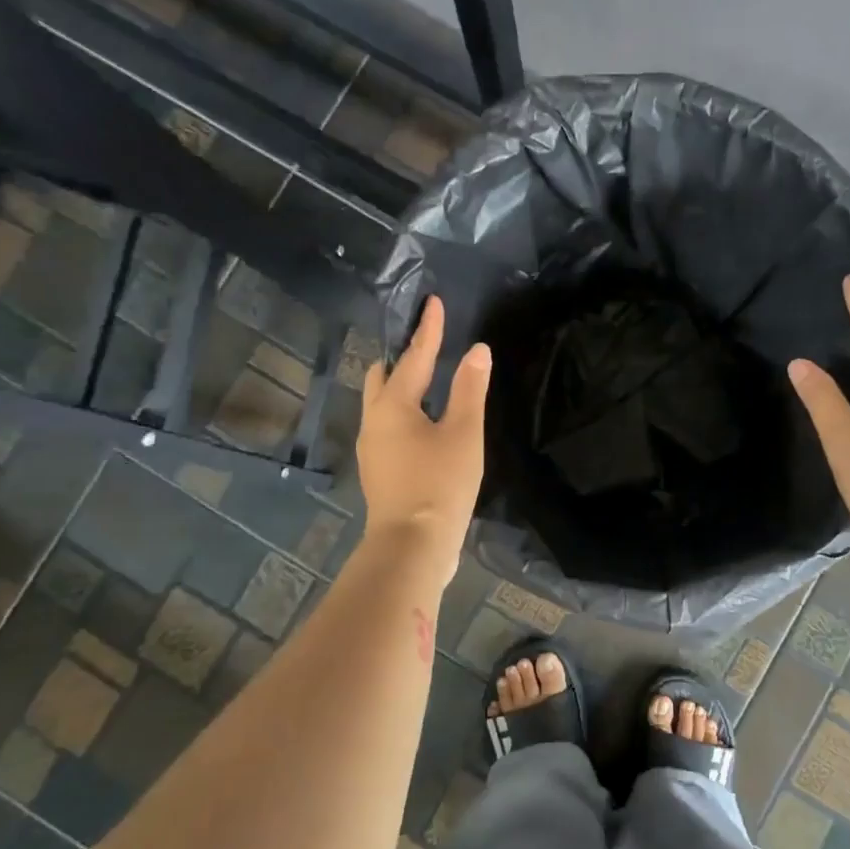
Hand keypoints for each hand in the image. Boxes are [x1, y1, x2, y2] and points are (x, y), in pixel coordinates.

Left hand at [358, 296, 490, 585]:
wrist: (412, 546)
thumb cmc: (440, 484)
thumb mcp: (463, 433)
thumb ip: (470, 389)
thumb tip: (476, 350)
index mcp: (393, 406)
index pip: (414, 357)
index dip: (428, 329)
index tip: (433, 302)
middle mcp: (374, 421)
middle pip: (383, 377)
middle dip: (403, 358)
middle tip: (427, 345)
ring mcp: (373, 449)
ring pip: (382, 404)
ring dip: (402, 387)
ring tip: (430, 381)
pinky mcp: (379, 470)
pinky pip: (388, 426)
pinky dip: (405, 412)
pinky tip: (426, 424)